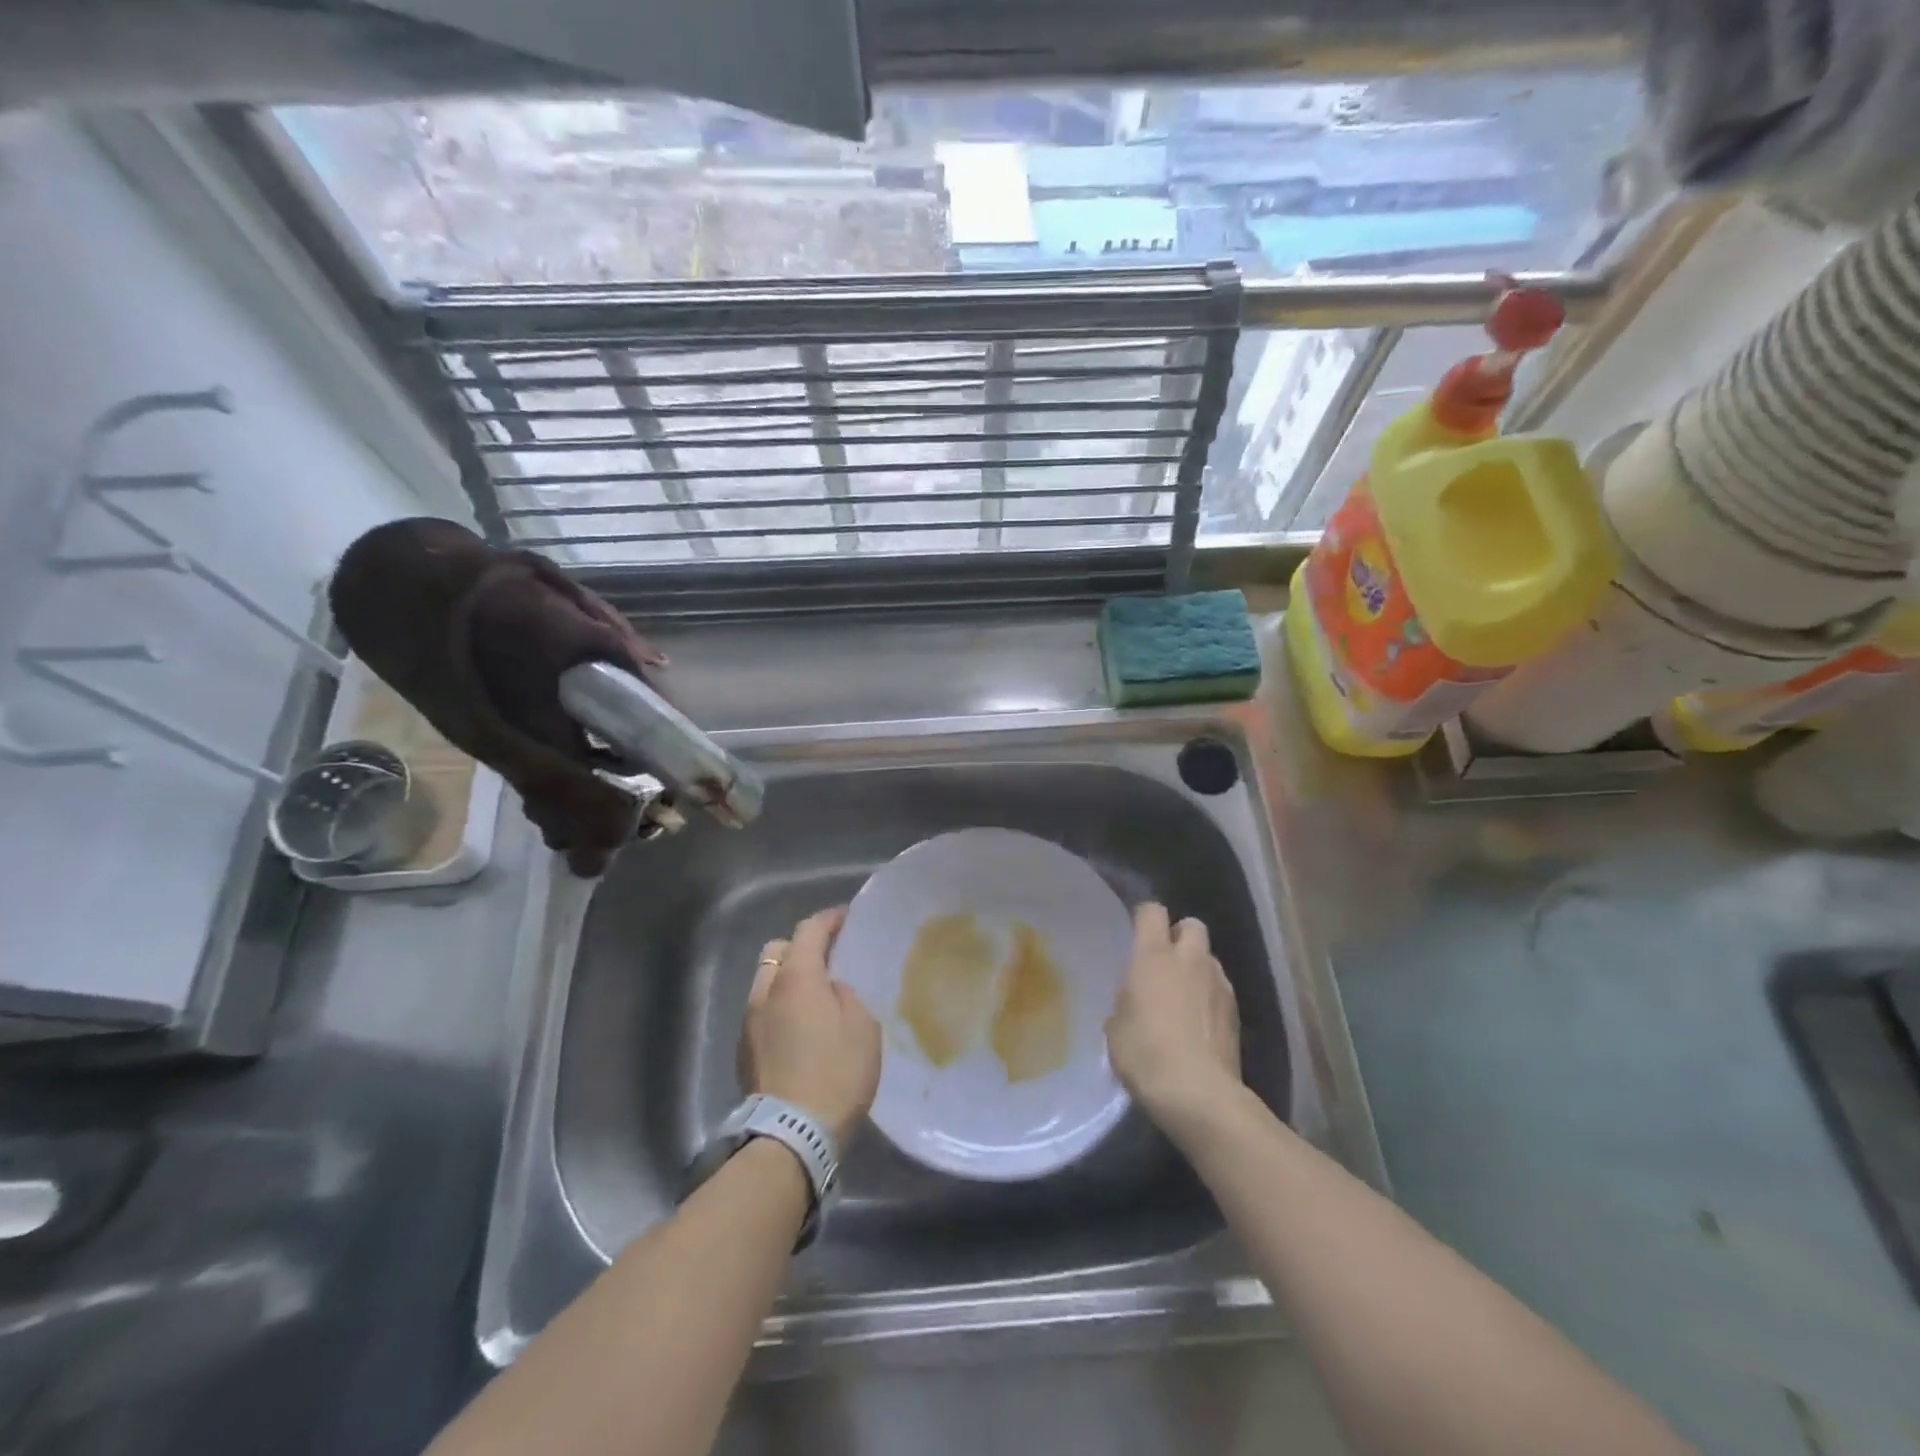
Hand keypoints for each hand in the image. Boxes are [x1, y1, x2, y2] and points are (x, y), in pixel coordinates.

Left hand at [740, 908, 881, 1149]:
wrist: (791, 1135)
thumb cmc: (837, 1073)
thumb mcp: (862, 1027)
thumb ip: (846, 996)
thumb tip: (830, 989)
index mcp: (797, 977)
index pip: (809, 930)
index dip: (828, 919)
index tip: (845, 918)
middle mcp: (766, 991)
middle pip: (777, 950)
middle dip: (800, 947)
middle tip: (826, 958)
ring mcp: (749, 1021)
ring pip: (765, 982)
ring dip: (787, 980)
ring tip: (813, 996)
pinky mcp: (743, 1051)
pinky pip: (762, 1012)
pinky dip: (779, 1008)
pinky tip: (798, 1028)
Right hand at [1106, 903, 1242, 1126]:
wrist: (1199, 1094)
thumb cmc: (1145, 1054)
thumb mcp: (1116, 1028)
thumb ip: (1125, 1002)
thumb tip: (1134, 1001)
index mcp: (1153, 955)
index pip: (1152, 911)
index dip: (1144, 917)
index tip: (1134, 932)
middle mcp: (1190, 959)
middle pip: (1191, 924)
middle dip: (1179, 935)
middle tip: (1163, 962)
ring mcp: (1219, 983)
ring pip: (1209, 958)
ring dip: (1196, 968)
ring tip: (1182, 996)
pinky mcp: (1236, 1011)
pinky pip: (1220, 988)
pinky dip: (1209, 996)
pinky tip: (1198, 1023)